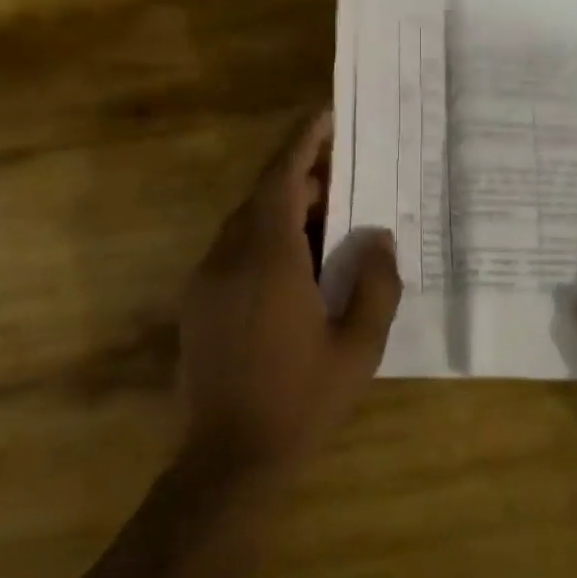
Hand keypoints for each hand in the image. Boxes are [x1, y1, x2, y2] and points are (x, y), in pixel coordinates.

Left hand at [178, 109, 400, 470]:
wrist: (231, 459)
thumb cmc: (302, 401)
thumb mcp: (359, 346)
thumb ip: (375, 284)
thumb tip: (378, 236)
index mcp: (268, 260)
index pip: (282, 180)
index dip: (304, 143)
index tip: (327, 118)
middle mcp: (228, 258)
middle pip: (262, 197)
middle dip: (302, 178)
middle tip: (346, 177)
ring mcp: (206, 281)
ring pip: (245, 225)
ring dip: (283, 212)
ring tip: (328, 221)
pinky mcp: (198, 305)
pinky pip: (233, 253)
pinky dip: (266, 241)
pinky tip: (297, 266)